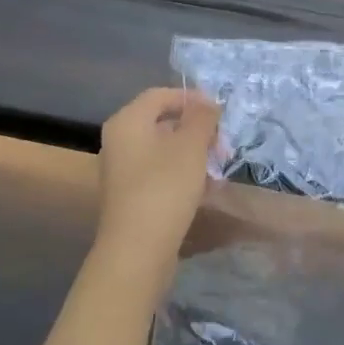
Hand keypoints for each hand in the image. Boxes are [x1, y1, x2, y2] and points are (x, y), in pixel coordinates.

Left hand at [96, 88, 220, 265]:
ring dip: (195, 153)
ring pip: (165, 148)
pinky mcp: (131, 194)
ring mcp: (123, 169)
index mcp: (128, 121)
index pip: (162, 95)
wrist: (138, 249)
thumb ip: (202, 118)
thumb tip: (208, 104)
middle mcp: (120, 140)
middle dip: (198, 130)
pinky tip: (206, 188)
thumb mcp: (191, 146)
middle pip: (163, 121)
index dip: (193, 98)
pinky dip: (184, 173)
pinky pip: (160, 171)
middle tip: (223, 145)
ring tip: (219, 168)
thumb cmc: (165, 188)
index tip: (221, 114)